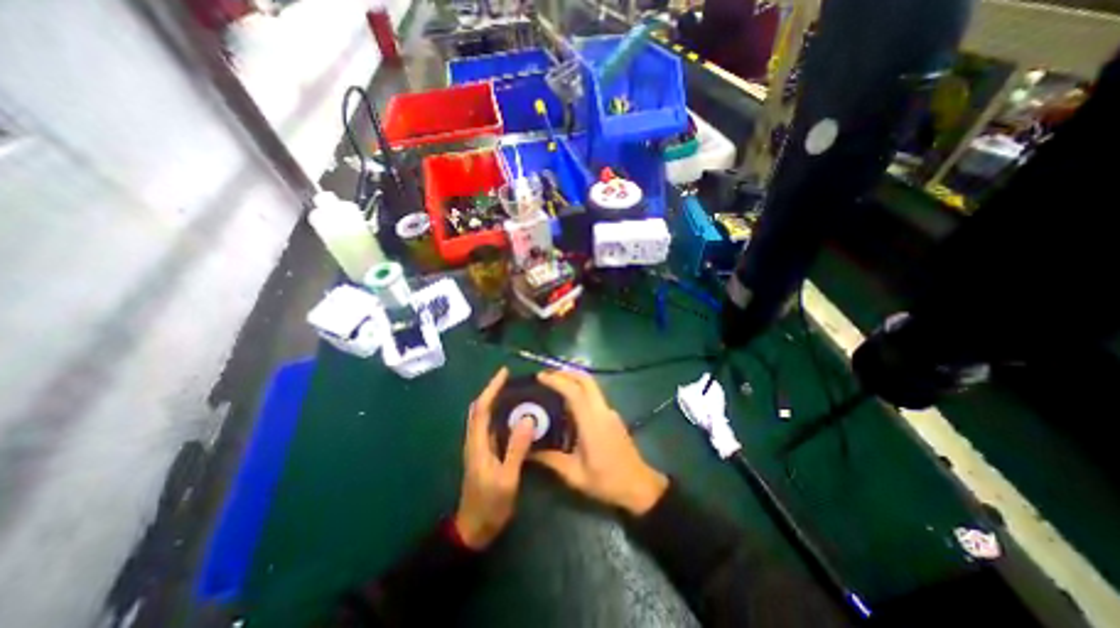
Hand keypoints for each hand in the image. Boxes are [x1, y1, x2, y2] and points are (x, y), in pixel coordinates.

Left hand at [451, 367, 534, 550]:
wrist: (473, 530)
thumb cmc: (490, 505)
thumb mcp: (507, 478)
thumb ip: (516, 448)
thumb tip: (527, 419)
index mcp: (477, 444)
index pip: (481, 408)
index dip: (491, 388)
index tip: (504, 373)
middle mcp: (474, 441)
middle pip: (479, 409)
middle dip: (492, 391)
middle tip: (511, 380)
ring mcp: (478, 448)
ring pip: (483, 417)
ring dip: (494, 401)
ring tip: (514, 392)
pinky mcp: (483, 454)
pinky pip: (490, 427)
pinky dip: (498, 415)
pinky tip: (513, 416)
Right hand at [531, 370, 662, 511]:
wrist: (639, 486)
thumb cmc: (607, 481)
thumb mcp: (575, 475)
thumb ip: (551, 460)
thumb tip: (528, 452)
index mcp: (592, 423)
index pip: (575, 392)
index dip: (557, 380)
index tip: (540, 376)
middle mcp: (602, 411)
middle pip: (586, 380)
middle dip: (566, 372)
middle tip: (547, 375)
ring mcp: (609, 412)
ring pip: (591, 386)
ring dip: (573, 380)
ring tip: (554, 384)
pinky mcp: (612, 416)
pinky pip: (594, 396)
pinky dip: (580, 391)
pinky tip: (568, 403)